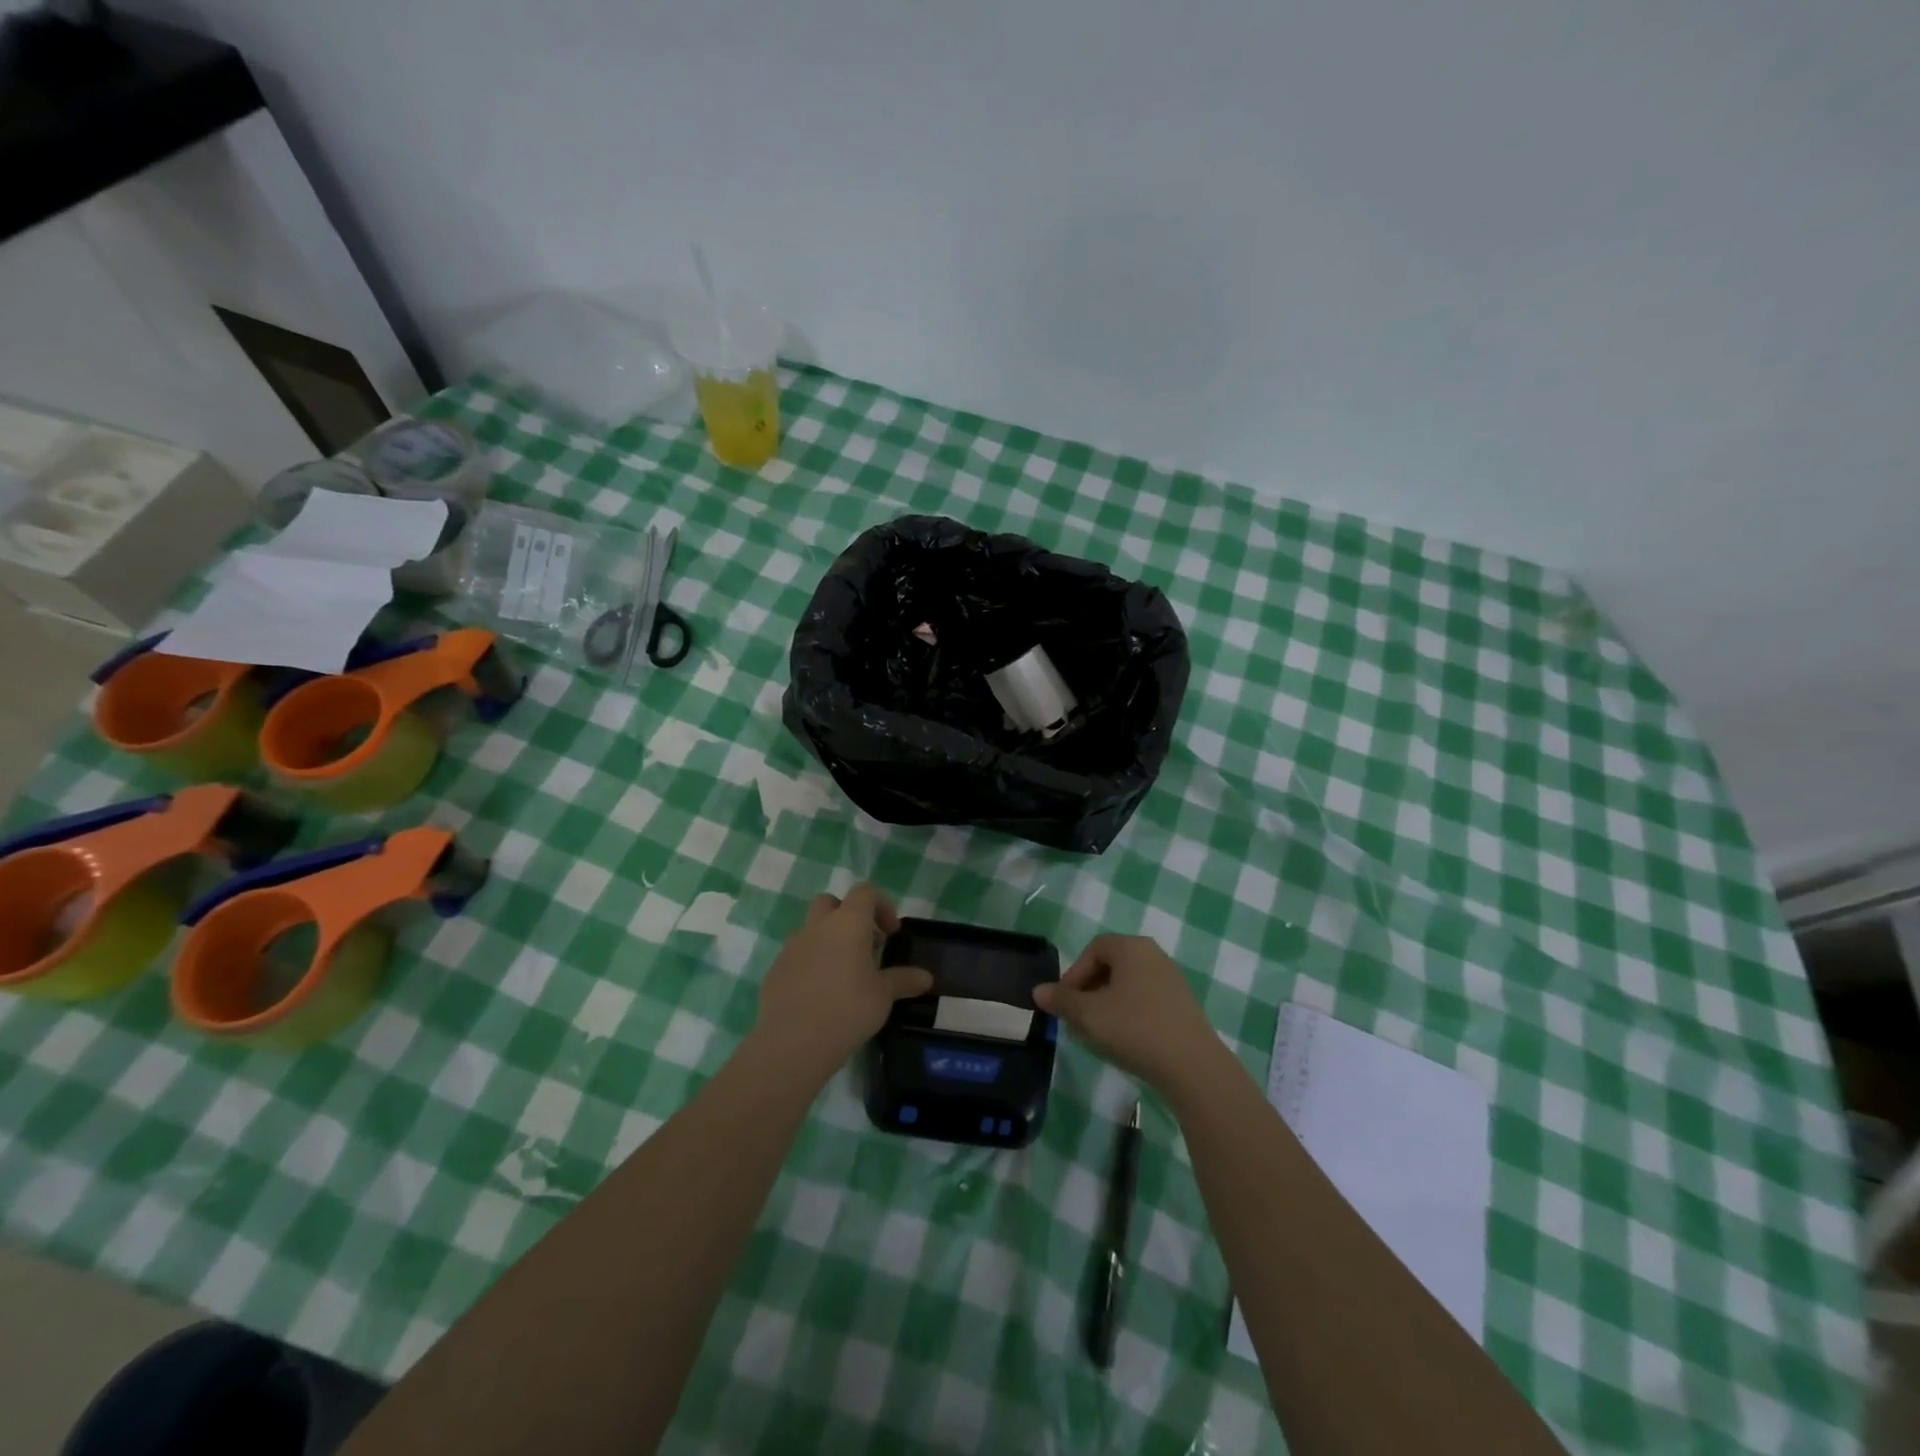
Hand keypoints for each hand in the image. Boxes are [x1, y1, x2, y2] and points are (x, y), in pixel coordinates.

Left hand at [752, 883, 931, 1078]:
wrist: (792, 1043)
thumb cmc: (847, 1009)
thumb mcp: (884, 996)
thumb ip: (904, 980)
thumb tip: (926, 978)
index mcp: (847, 923)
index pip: (865, 892)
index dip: (882, 905)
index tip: (891, 933)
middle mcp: (817, 926)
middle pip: (830, 902)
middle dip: (848, 916)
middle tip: (865, 946)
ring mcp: (792, 947)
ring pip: (811, 929)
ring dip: (828, 941)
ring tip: (843, 975)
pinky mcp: (775, 970)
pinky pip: (797, 956)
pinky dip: (810, 964)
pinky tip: (820, 995)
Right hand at [1033, 934, 1225, 1093]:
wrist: (1192, 1066)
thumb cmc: (1135, 1028)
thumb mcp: (1089, 1015)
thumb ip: (1061, 1000)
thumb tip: (1038, 991)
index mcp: (1132, 948)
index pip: (1094, 949)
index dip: (1074, 973)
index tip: (1065, 1002)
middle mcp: (1154, 955)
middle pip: (1111, 965)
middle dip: (1088, 990)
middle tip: (1077, 1018)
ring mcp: (1172, 980)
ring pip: (1127, 985)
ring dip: (1106, 1004)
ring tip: (1096, 1032)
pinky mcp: (1182, 1005)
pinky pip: (1145, 1000)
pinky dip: (1128, 1014)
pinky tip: (1124, 1040)